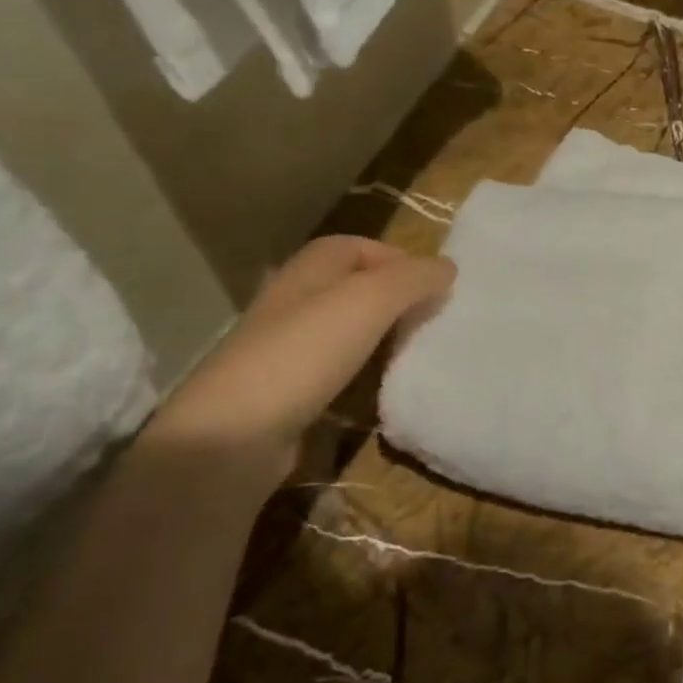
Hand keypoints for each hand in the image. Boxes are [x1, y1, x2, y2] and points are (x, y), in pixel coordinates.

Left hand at [150, 236, 454, 471]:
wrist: (235, 436)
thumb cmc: (304, 353)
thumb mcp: (369, 301)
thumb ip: (412, 279)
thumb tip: (448, 267)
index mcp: (308, 271)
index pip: (356, 246)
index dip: (397, 258)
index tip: (436, 284)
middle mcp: (294, 302)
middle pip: (352, 287)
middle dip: (394, 297)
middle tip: (434, 317)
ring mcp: (287, 349)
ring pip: (346, 330)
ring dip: (381, 336)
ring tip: (418, 350)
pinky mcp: (287, 391)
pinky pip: (336, 370)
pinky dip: (364, 373)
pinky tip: (384, 387)